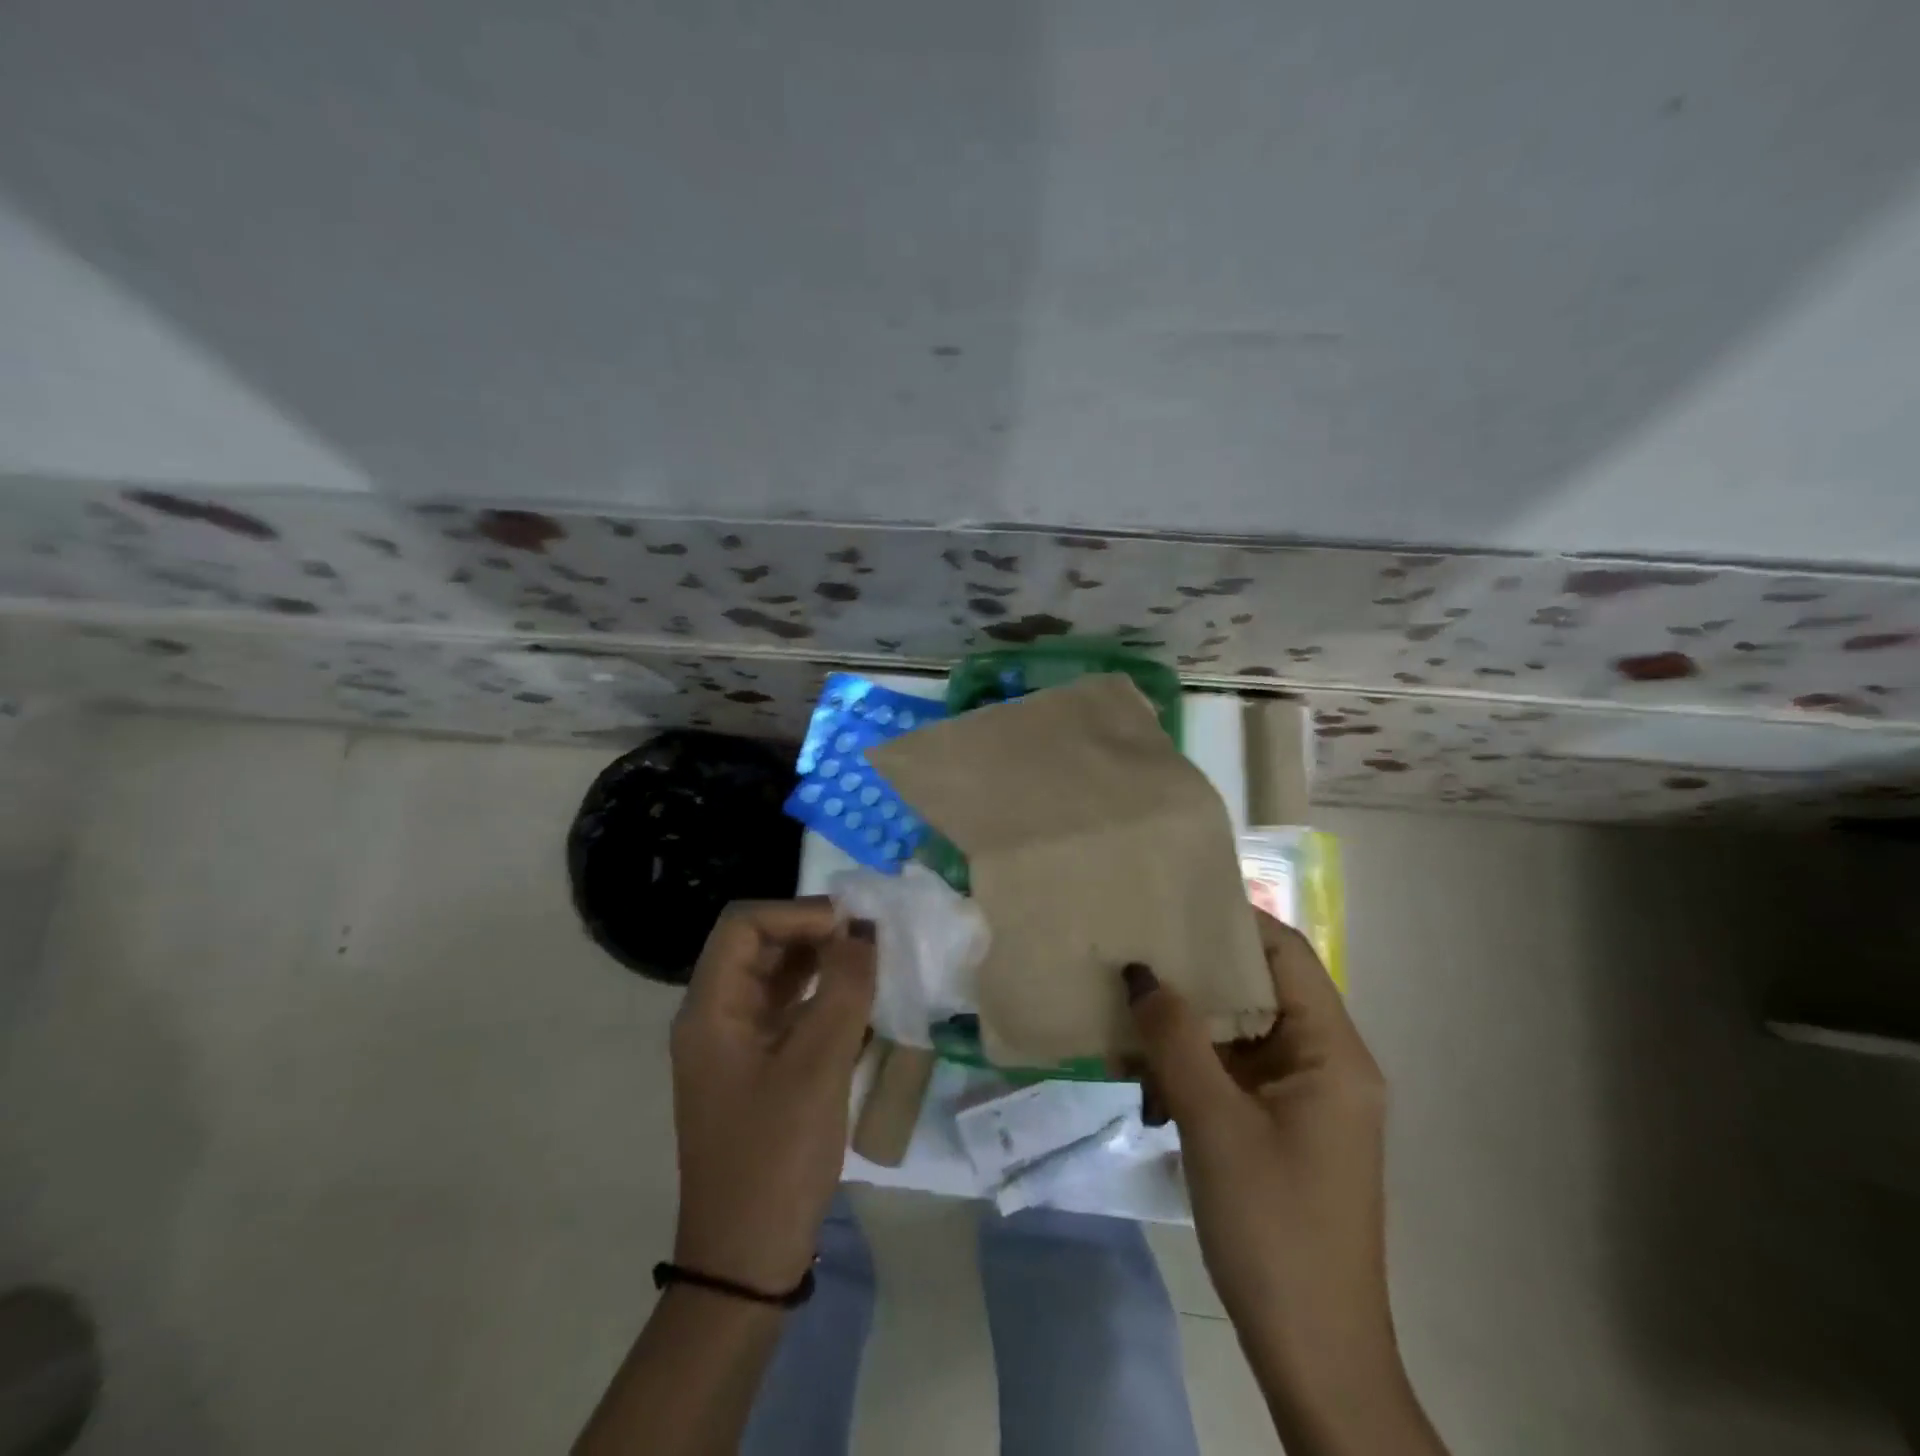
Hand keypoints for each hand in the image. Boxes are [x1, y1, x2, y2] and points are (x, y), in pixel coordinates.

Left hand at [670, 899, 875, 1292]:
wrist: (747, 1261)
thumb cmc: (775, 1158)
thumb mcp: (817, 1067)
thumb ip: (843, 990)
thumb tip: (862, 930)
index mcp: (711, 1010)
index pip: (745, 925)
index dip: (797, 913)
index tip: (851, 926)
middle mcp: (717, 1017)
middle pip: (760, 946)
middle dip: (814, 934)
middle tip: (871, 940)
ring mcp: (736, 1045)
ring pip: (778, 978)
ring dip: (822, 964)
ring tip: (873, 964)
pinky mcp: (759, 1069)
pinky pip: (790, 1013)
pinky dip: (823, 999)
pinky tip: (862, 1005)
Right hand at [1125, 911, 1429, 1451]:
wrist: (1314, 1356)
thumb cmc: (1273, 1229)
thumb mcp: (1213, 1123)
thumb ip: (1175, 1039)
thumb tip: (1140, 971)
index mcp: (1333, 1053)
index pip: (1286, 954)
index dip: (1233, 920)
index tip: (1171, 900)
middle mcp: (1325, 1064)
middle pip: (1258, 989)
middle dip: (1194, 971)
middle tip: (1133, 946)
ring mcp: (1302, 1098)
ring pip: (1238, 1033)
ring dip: (1184, 1025)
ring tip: (1124, 1007)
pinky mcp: (1279, 1127)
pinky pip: (1231, 1072)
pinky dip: (1189, 1065)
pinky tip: (1140, 1073)